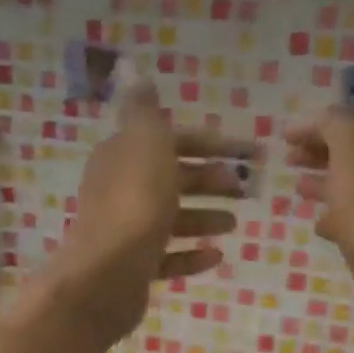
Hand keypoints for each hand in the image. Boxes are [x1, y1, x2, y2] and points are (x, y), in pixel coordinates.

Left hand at [48, 62, 252, 343]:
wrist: (105, 276)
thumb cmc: (134, 204)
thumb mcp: (144, 142)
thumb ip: (145, 111)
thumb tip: (136, 76)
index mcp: (123, 156)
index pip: (171, 140)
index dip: (210, 143)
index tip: (248, 152)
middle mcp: (121, 190)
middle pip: (172, 179)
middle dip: (209, 180)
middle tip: (243, 190)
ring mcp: (126, 232)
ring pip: (171, 219)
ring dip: (203, 217)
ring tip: (234, 223)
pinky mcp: (133, 269)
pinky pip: (168, 258)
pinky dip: (191, 255)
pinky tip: (216, 256)